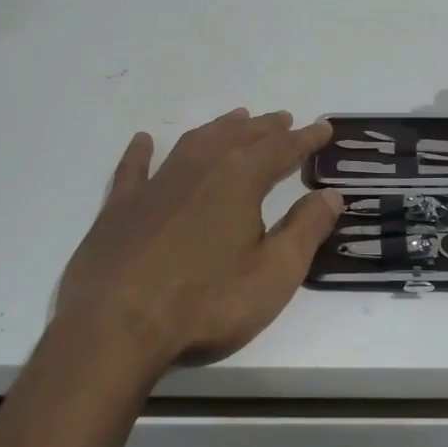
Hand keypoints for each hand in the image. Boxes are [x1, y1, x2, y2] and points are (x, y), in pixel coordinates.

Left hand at [54, 109, 340, 376]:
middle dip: (266, 127)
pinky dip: (142, 152)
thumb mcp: (274, 274)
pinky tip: (145, 141)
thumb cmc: (206, 303)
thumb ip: (306, 229)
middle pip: (240, 137)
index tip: (324, 128)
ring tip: (237, 119)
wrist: (115, 327)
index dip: (306, 138)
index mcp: (239, 179)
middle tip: (284, 119)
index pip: (282, 148)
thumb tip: (332, 194)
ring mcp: (155, 184)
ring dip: (220, 129)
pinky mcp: (120, 207)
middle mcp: (199, 168)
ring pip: (194, 142)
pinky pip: (134, 168)